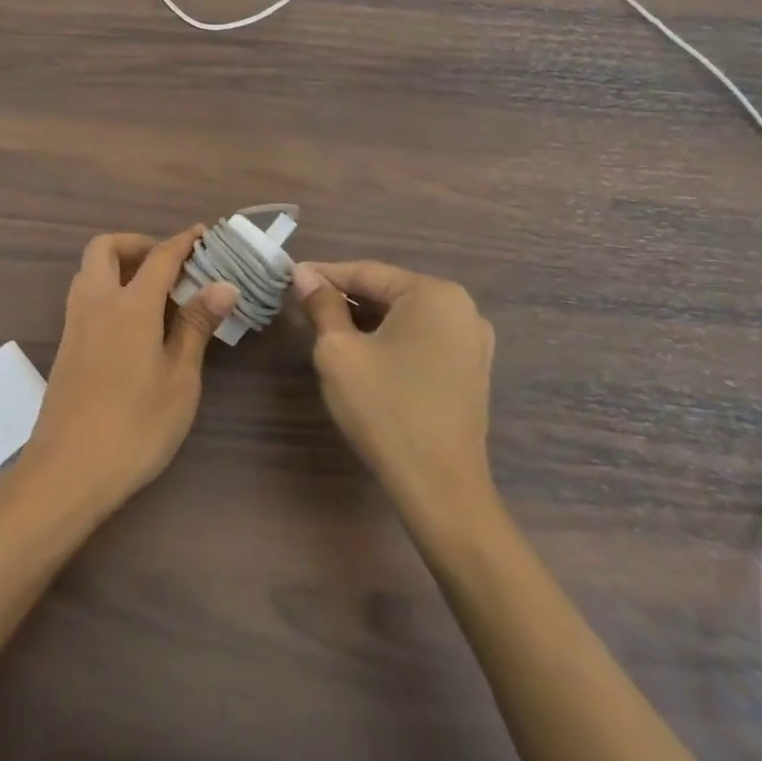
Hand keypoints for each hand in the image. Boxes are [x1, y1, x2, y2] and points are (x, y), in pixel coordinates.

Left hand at [12, 229, 236, 521]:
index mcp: (130, 305)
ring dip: (120, 265)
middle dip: (138, 243)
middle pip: (107, 248)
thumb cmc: (135, 427)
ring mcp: (75, 323)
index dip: (183, 241)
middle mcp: (97, 302)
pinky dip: (108, 288)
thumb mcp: (179, 380)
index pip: (159, 256)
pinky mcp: (66, 345)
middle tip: (170, 265)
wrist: (67, 471)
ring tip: (155, 292)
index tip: (203, 234)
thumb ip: (196, 326)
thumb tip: (223, 285)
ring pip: (90, 270)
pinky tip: (133, 322)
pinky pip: (86, 295)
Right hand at [292, 261, 497, 523]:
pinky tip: (361, 352)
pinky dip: (389, 339)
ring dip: (364, 319)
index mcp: (433, 294)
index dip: (324, 275)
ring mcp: (472, 341)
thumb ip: (322, 305)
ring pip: (404, 317)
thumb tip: (305, 275)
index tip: (289, 277)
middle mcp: (461, 308)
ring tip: (324, 326)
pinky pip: (421, 339)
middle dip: (344, 297)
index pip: (366, 272)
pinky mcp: (470, 371)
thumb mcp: (339, 351)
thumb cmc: (385, 409)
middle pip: (387, 292)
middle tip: (302, 304)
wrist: (441, 488)